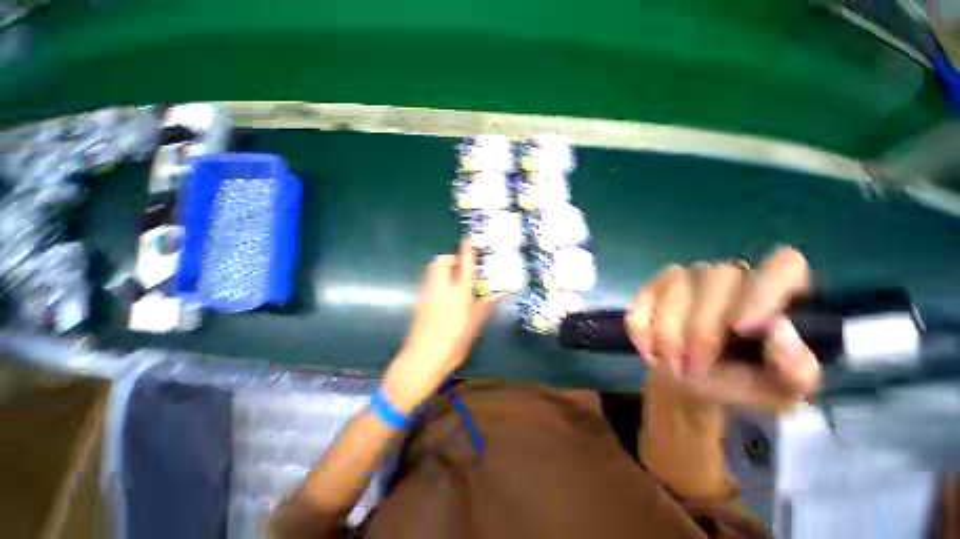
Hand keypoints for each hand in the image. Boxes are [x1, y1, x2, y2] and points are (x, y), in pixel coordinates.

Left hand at [383, 241, 500, 410]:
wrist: (423, 358)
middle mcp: (441, 288)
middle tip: (461, 268)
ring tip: (454, 280)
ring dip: (443, 268)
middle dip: (451, 258)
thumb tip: (497, 294)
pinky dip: (437, 279)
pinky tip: (444, 295)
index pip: (464, 266)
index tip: (468, 240)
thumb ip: (485, 307)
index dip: (467, 250)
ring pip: (432, 269)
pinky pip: (428, 281)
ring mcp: (427, 293)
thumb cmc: (454, 343)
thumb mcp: (474, 326)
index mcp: (459, 294)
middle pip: (441, 261)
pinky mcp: (419, 301)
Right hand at [626, 246, 820, 409]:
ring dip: (669, 335)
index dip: (763, 290)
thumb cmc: (744, 383)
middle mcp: (734, 275)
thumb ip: (797, 369)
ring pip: (676, 288)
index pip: (783, 264)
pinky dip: (643, 328)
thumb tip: (779, 331)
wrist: (693, 383)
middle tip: (694, 369)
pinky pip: (644, 298)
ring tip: (673, 366)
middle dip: (701, 331)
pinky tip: (650, 349)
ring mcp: (689, 276)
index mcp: (780, 294)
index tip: (742, 329)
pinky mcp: (655, 285)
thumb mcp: (781, 391)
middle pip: (717, 280)